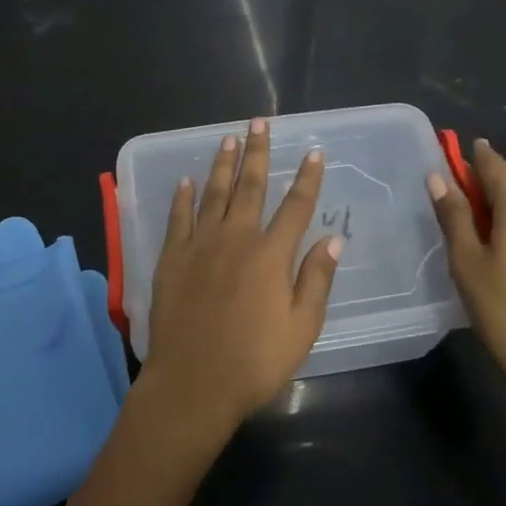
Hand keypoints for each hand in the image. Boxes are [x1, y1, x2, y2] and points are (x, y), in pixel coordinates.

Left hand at [139, 119, 341, 443]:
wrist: (193, 383)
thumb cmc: (254, 362)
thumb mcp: (301, 328)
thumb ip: (316, 279)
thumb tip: (333, 238)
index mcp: (270, 255)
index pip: (295, 206)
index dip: (307, 178)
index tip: (313, 152)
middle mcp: (235, 238)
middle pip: (249, 186)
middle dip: (256, 152)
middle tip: (258, 122)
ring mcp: (200, 245)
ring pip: (213, 193)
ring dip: (222, 164)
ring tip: (228, 138)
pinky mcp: (172, 257)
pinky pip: (178, 217)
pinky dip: (183, 196)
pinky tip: (186, 180)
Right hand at [429, 138, 505, 419]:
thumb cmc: (504, 308)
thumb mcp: (466, 260)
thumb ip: (453, 214)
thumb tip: (437, 177)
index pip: (492, 164)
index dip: (468, 157)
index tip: (446, 153)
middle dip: (478, 188)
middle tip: (447, 205)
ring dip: (495, 212)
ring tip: (467, 236)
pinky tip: (494, 254)